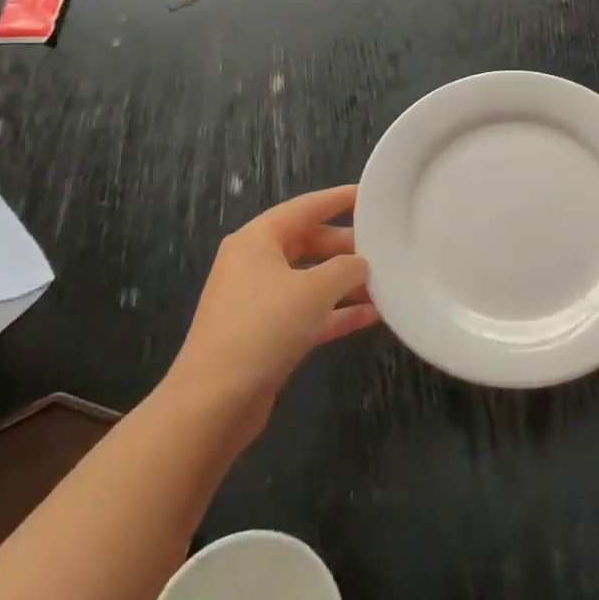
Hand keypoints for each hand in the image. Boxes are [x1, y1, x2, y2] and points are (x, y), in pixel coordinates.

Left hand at [165, 185, 378, 441]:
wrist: (213, 404)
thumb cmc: (263, 328)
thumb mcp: (314, 290)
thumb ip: (346, 268)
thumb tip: (361, 264)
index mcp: (257, 240)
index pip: (306, 207)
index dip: (339, 199)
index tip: (371, 195)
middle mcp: (254, 264)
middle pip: (308, 243)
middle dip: (346, 247)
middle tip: (385, 247)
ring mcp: (257, 301)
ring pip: (309, 280)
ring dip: (344, 283)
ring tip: (385, 283)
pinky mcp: (264, 336)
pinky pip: (306, 313)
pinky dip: (334, 313)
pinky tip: (370, 317)